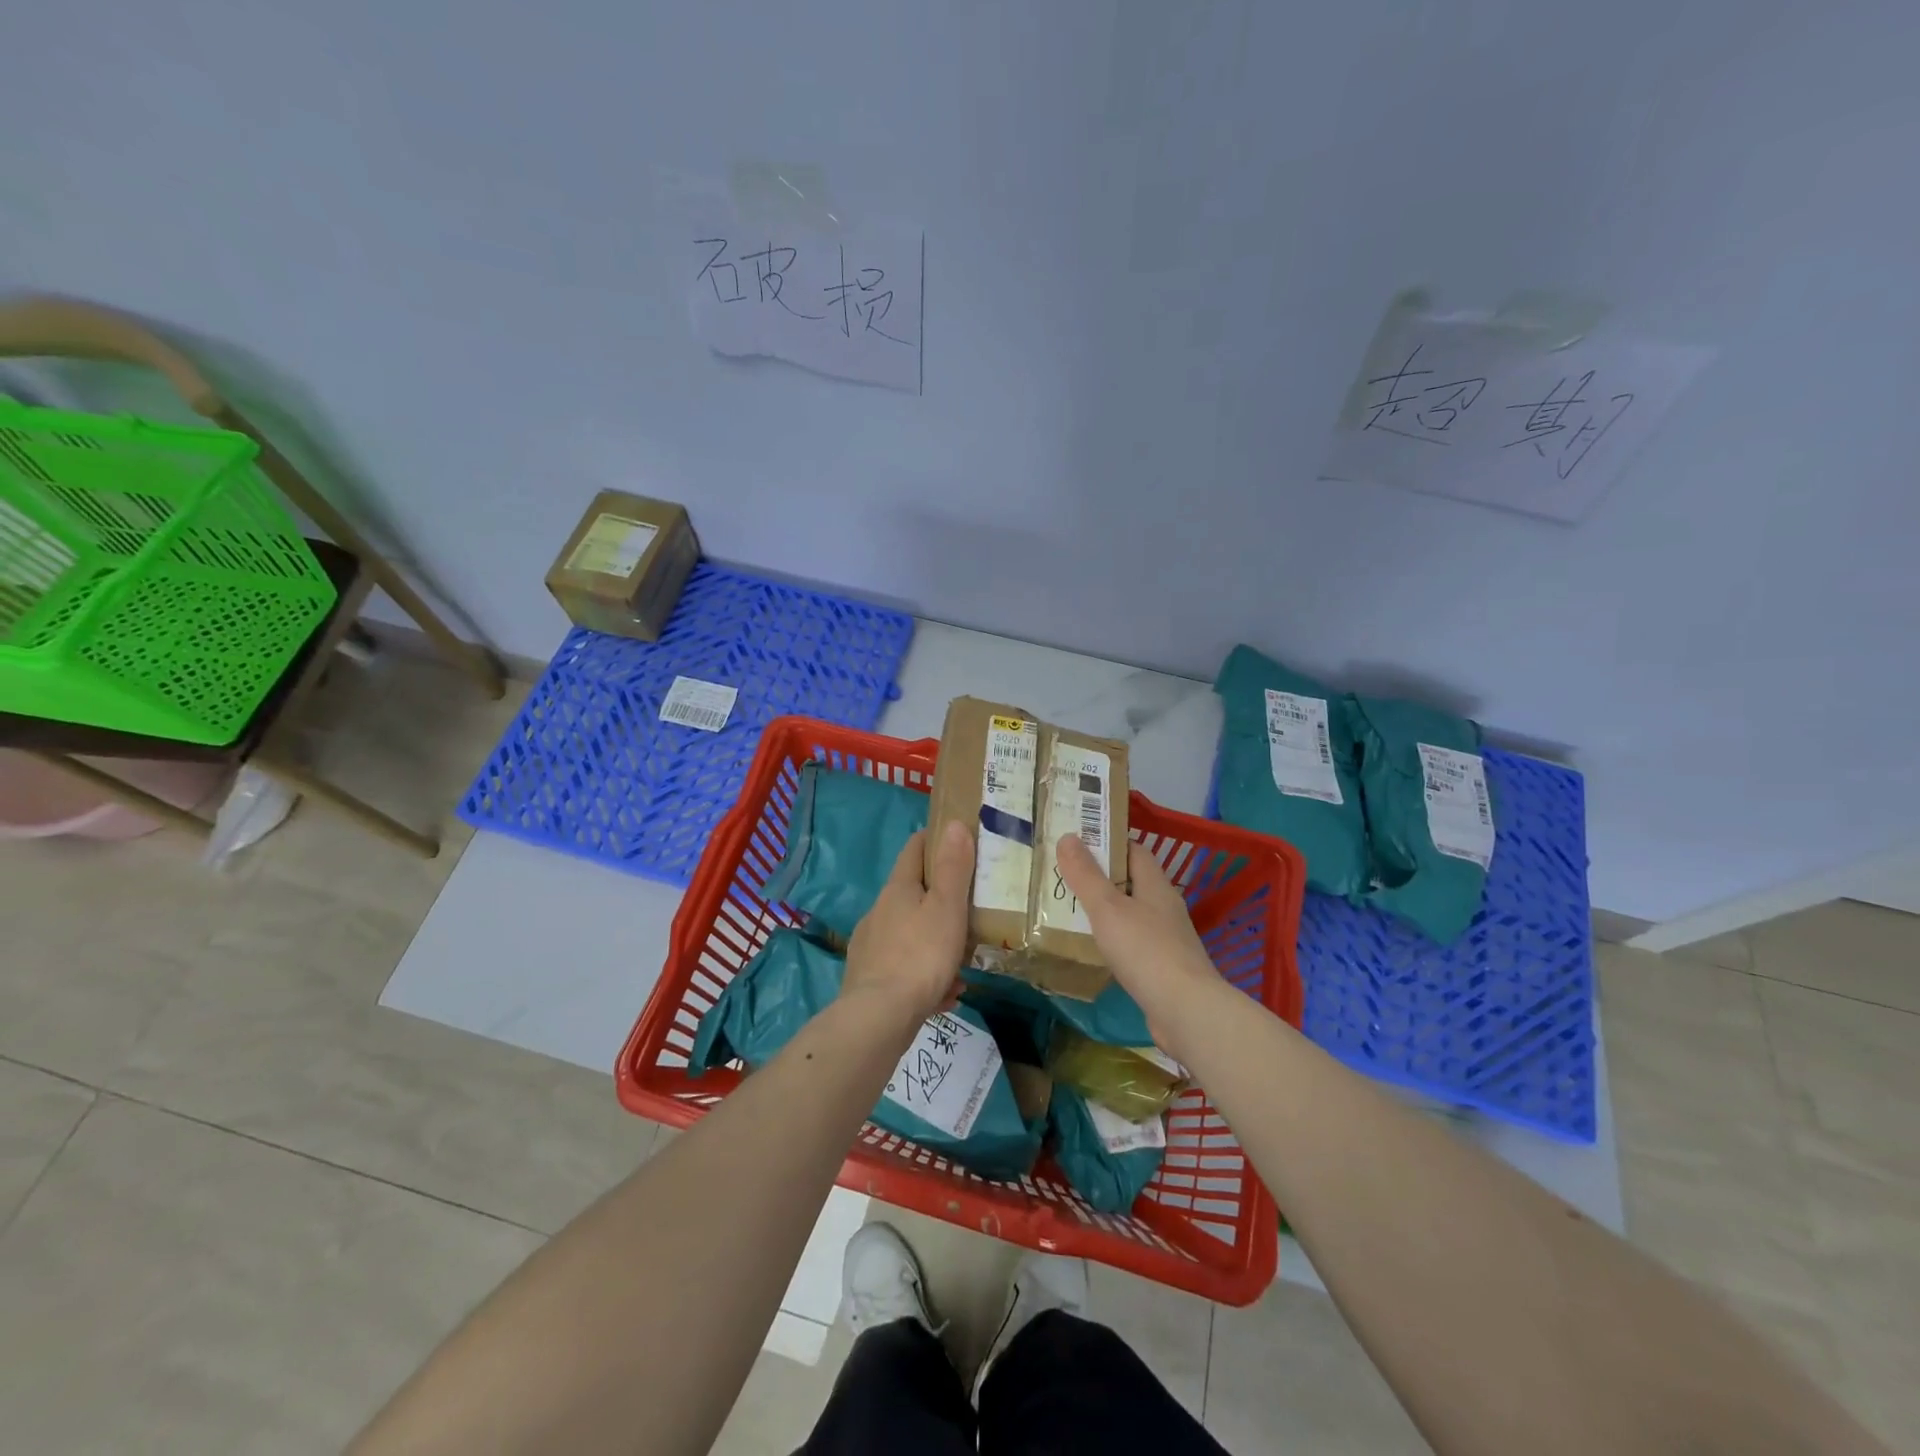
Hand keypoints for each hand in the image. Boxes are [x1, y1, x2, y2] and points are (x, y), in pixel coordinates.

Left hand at [841, 822, 973, 1033]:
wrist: (878, 1018)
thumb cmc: (920, 954)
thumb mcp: (947, 907)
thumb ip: (953, 868)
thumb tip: (954, 824)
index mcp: (898, 889)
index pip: (913, 850)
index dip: (933, 840)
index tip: (955, 839)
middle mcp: (879, 912)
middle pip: (911, 894)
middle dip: (939, 899)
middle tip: (968, 909)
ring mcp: (871, 946)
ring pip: (910, 934)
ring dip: (936, 943)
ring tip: (962, 963)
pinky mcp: (869, 978)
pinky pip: (904, 969)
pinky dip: (926, 976)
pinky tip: (945, 995)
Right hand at [1055, 834, 1229, 1059]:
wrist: (1186, 1011)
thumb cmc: (1146, 950)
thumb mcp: (1108, 908)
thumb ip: (1086, 875)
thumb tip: (1068, 837)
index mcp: (1156, 885)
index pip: (1134, 850)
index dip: (1107, 842)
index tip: (1076, 842)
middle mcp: (1164, 907)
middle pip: (1131, 882)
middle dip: (1100, 877)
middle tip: (1063, 875)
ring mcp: (1166, 939)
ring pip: (1130, 914)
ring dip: (1104, 911)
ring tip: (1069, 910)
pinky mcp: (1162, 968)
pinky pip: (1132, 944)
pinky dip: (1112, 941)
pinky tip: (1092, 949)